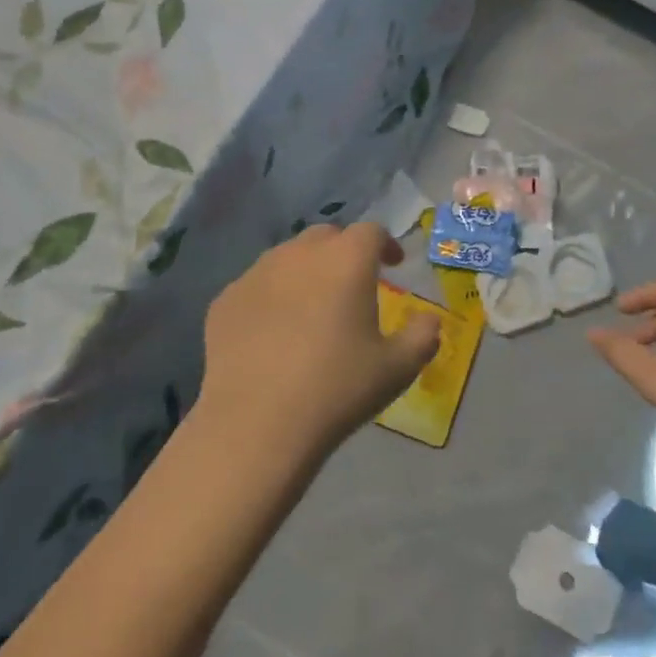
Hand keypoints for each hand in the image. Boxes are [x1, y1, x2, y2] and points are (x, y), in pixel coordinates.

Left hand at [199, 224, 440, 464]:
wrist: (256, 424)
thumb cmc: (337, 389)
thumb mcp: (397, 368)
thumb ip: (422, 336)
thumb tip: (429, 320)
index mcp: (346, 260)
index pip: (371, 232)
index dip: (386, 244)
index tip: (393, 265)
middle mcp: (300, 253)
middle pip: (326, 237)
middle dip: (344, 252)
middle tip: (353, 284)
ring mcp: (257, 273)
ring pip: (288, 257)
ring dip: (306, 271)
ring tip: (312, 307)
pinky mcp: (226, 299)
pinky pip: (257, 286)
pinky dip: (272, 297)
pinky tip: (274, 332)